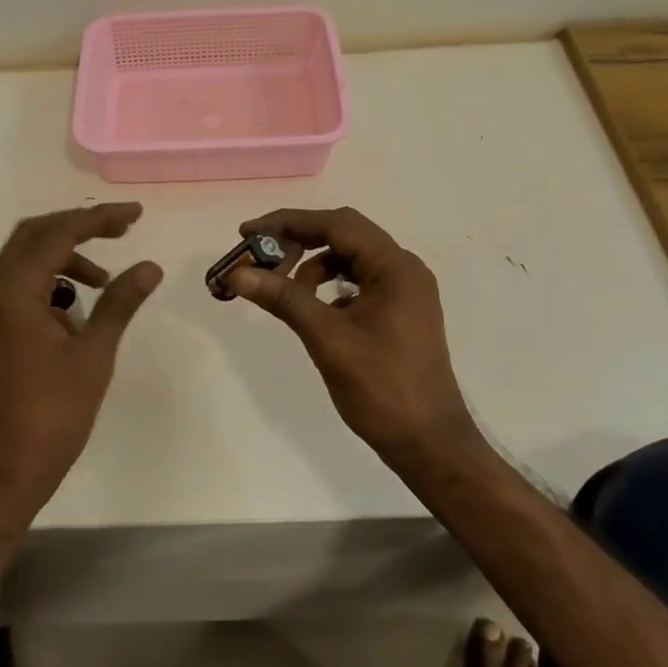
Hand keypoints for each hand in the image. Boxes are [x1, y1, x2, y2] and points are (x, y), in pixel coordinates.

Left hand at [0, 203, 162, 523]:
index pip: (58, 234)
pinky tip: (76, 310)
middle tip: (120, 230)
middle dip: (78, 226)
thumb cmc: (51, 415)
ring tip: (104, 280)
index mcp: (14, 292)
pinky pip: (19, 287)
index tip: (135, 215)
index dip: (98, 218)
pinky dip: (50, 283)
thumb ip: (119, 303)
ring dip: (64, 257)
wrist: (1, 474)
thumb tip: (149, 266)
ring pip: (24, 261)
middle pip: (33, 235)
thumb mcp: (94, 355)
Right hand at [225, 207, 476, 466]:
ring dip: (312, 266)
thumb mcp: (327, 338)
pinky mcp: (400, 312)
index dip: (289, 223)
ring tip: (282, 289)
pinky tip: (312, 309)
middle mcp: (404, 269)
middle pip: (344, 235)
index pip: (337, 224)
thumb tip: (238, 273)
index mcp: (395, 267)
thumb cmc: (381, 387)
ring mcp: (405, 291)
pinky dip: (330, 286)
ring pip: (350, 259)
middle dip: (298, 241)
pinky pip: (359, 282)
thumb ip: (284, 298)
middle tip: (259, 255)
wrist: (428, 443)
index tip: (248, 232)